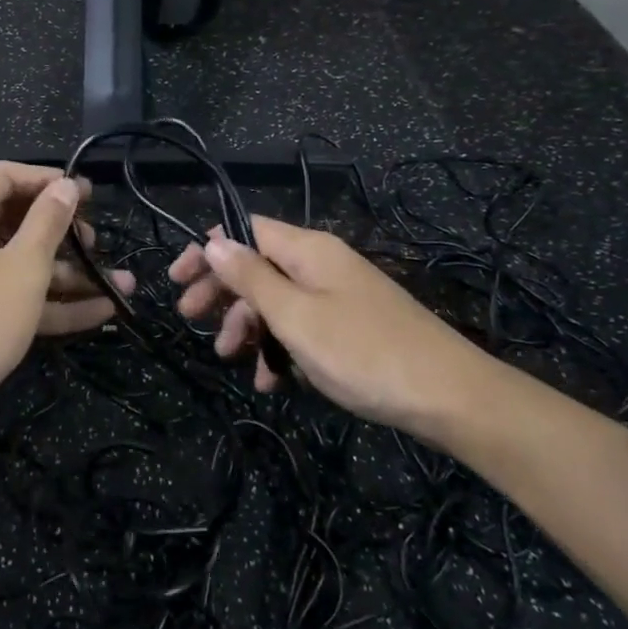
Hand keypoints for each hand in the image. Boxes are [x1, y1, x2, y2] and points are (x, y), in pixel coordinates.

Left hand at [0, 162, 133, 436]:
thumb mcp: (24, 266)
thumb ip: (48, 221)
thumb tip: (65, 185)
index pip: (4, 176)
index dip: (47, 180)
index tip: (87, 194)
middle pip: (13, 221)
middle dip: (62, 233)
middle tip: (97, 242)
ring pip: (17, 264)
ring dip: (67, 274)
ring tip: (120, 283)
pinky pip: (10, 296)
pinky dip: (48, 302)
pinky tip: (100, 312)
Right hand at [169, 216, 485, 441]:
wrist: (450, 397)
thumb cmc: (362, 352)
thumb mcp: (295, 316)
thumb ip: (250, 277)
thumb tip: (213, 240)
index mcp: (307, 250)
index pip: (245, 230)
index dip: (208, 250)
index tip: (177, 279)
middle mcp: (322, 264)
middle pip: (257, 265)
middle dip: (221, 292)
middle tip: (190, 319)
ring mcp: (339, 296)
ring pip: (277, 300)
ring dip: (248, 326)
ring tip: (229, 358)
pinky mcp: (352, 326)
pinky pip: (303, 325)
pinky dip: (281, 347)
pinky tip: (273, 381)